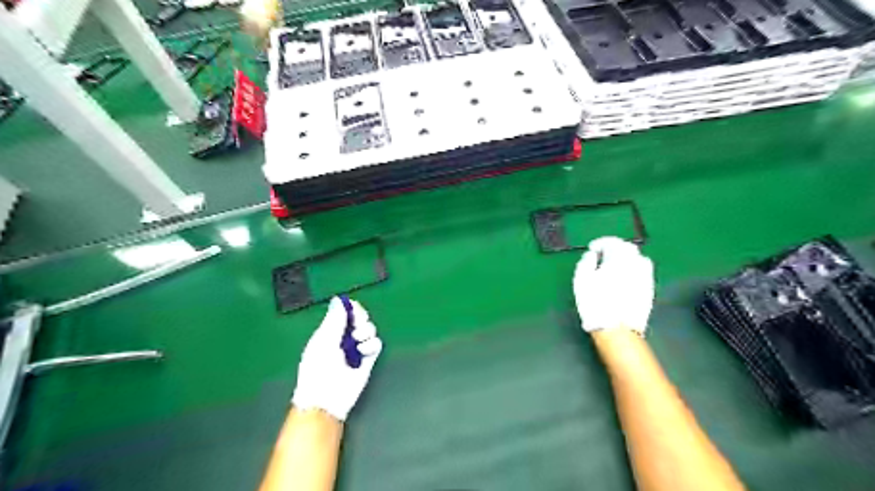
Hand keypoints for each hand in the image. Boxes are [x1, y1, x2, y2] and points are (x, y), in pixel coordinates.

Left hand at [294, 297, 383, 418]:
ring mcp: (356, 348)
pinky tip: (363, 352)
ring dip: (366, 332)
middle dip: (361, 318)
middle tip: (356, 326)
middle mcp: (344, 337)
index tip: (353, 311)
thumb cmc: (318, 368)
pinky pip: (376, 344)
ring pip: (369, 329)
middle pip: (360, 317)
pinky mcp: (368, 359)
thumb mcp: (324, 340)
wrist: (326, 399)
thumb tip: (339, 299)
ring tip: (358, 343)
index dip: (351, 308)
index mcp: (329, 330)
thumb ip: (334, 319)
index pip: (344, 311)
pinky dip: (371, 345)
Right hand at [580, 236, 651, 335]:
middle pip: (628, 248)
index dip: (601, 243)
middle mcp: (636, 263)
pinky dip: (633, 270)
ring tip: (613, 267)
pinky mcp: (649, 290)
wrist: (617, 329)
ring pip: (638, 259)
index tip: (592, 249)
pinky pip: (642, 272)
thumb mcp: (582, 279)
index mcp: (619, 258)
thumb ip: (586, 262)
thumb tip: (593, 255)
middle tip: (602, 256)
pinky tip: (623, 279)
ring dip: (626, 259)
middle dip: (615, 249)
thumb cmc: (595, 302)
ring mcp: (646, 277)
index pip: (613, 242)